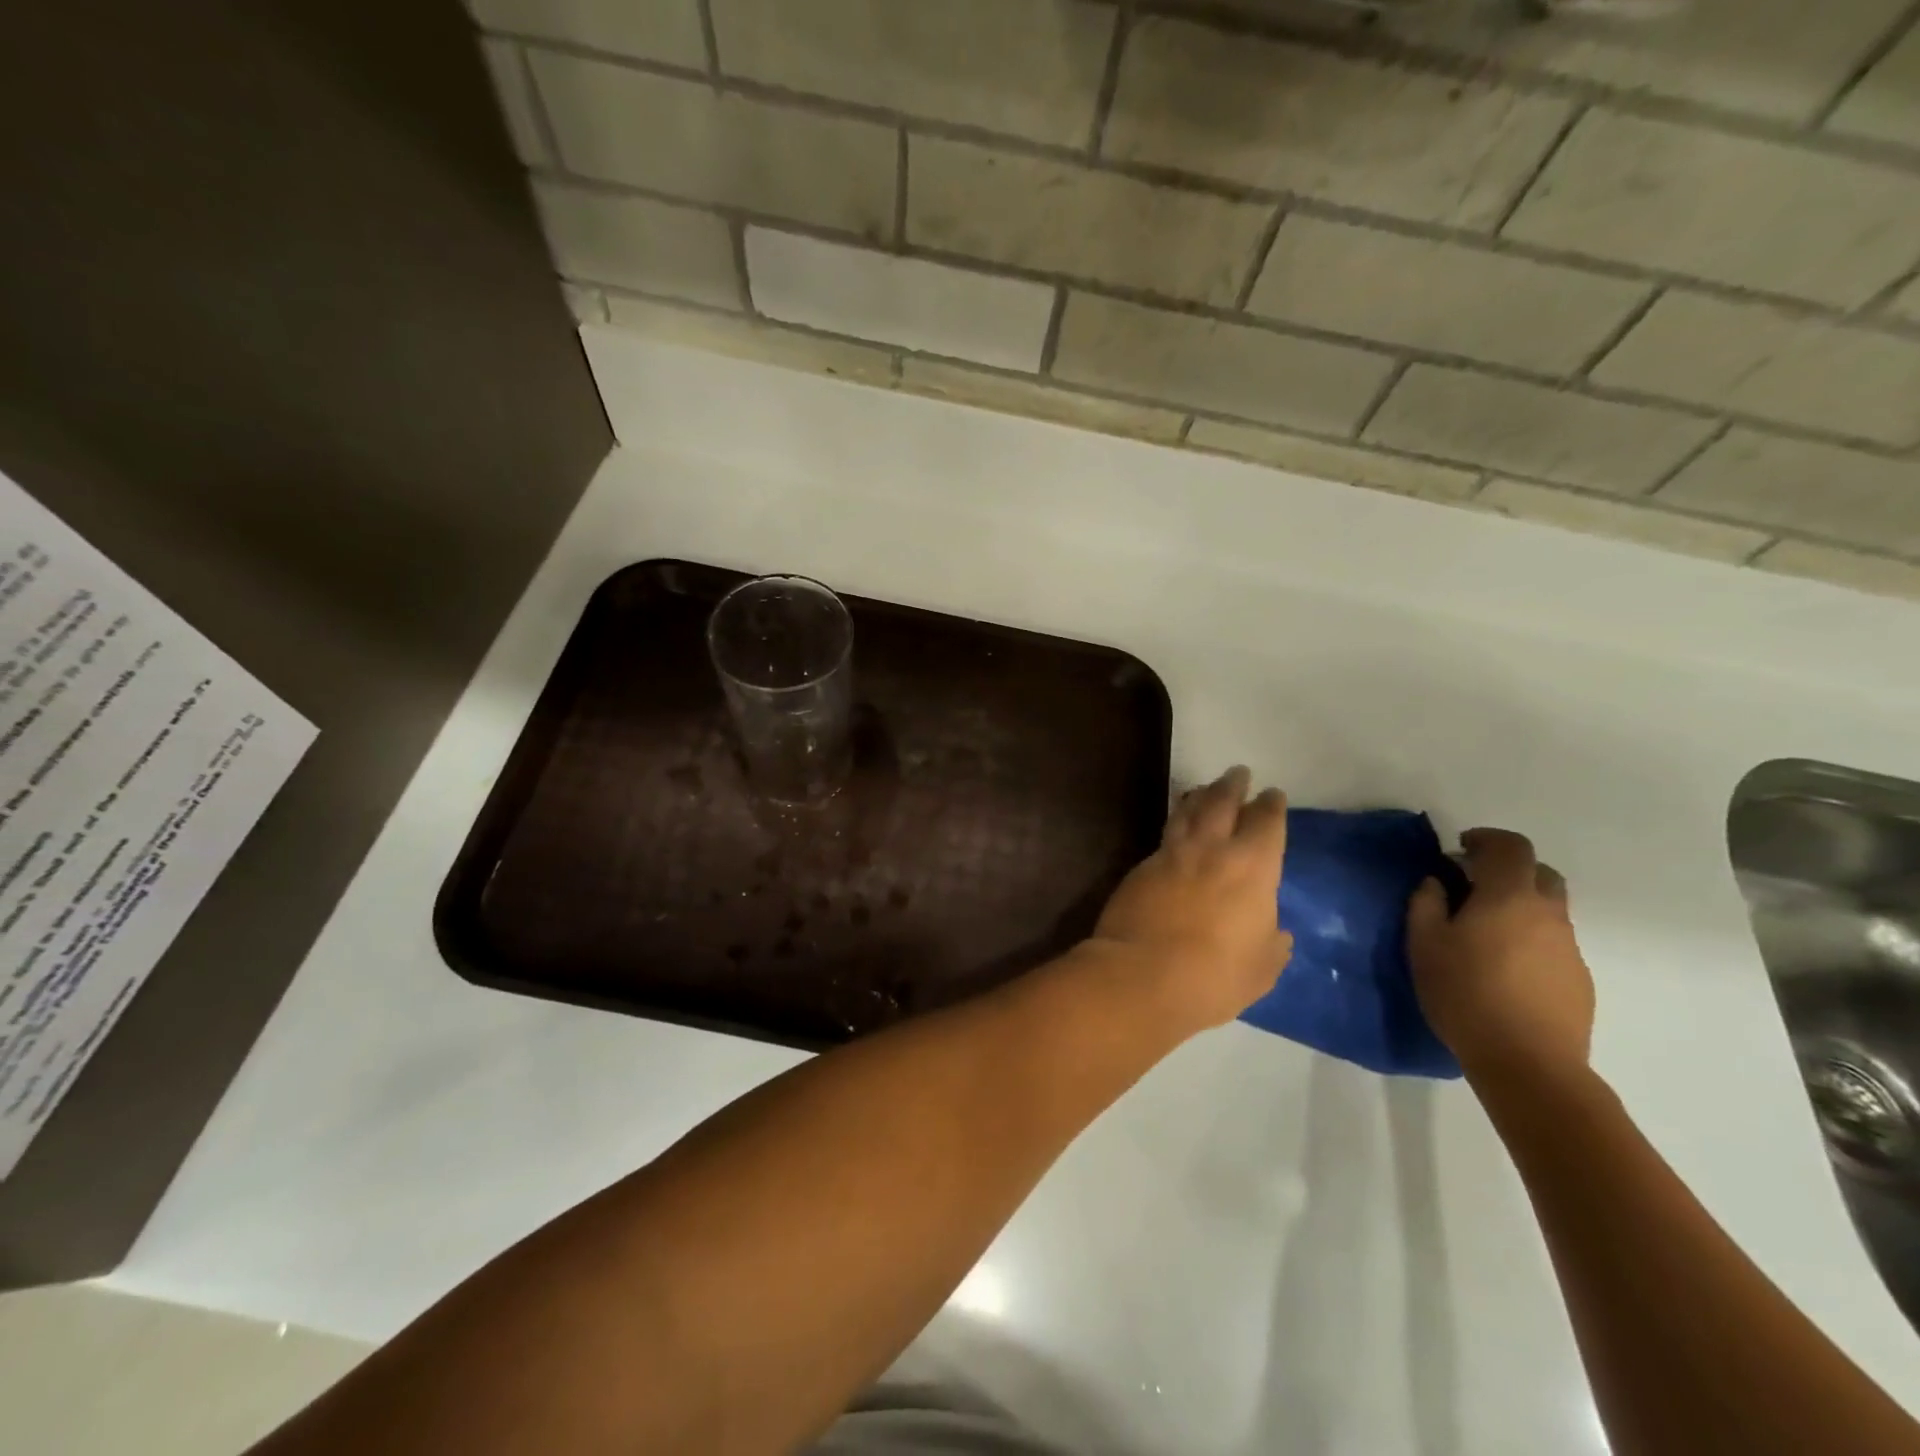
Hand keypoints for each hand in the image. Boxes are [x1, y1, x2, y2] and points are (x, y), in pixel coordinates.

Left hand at [1087, 766, 1292, 1033]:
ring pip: (1187, 812)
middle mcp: (1212, 850)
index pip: (1266, 823)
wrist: (1140, 973)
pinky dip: (1175, 823)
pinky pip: (1164, 836)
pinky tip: (1175, 828)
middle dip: (1233, 785)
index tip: (1272, 794)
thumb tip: (1277, 934)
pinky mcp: (1140, 867)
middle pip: (1222, 803)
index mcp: (1252, 868)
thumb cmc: (1213, 976)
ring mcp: (1171, 855)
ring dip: (1199, 796)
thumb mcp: (1260, 969)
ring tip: (1204, 789)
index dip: (1271, 806)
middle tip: (1238, 772)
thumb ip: (1271, 946)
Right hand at [1407, 828, 1594, 1088]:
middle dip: (1508, 870)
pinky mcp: (1579, 980)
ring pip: (1548, 910)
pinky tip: (1505, 970)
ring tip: (1484, 934)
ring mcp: (1569, 948)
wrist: (1529, 1063)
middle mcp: (1548, 914)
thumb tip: (1438, 883)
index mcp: (1509, 897)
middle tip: (1473, 887)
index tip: (1460, 849)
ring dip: (1519, 907)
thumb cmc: (1465, 994)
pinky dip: (1530, 940)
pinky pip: (1553, 944)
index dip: (1486, 839)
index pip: (1511, 847)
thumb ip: (1427, 904)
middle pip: (1539, 873)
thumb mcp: (1424, 944)